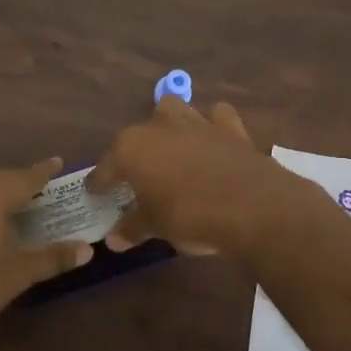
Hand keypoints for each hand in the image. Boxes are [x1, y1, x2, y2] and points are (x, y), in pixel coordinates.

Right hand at [89, 98, 318, 257]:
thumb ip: (132, 228)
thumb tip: (113, 239)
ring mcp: (196, 122)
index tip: (97, 194)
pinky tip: (212, 142)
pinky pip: (216, 117)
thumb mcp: (155, 227)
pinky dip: (212, 126)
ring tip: (173, 151)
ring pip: (174, 110)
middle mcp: (158, 126)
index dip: (100, 183)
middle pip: (137, 133)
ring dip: (170, 127)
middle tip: (140, 178)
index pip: (106, 167)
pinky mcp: (230, 127)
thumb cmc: (190, 216)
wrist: (252, 207)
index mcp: (131, 148)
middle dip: (136, 151)